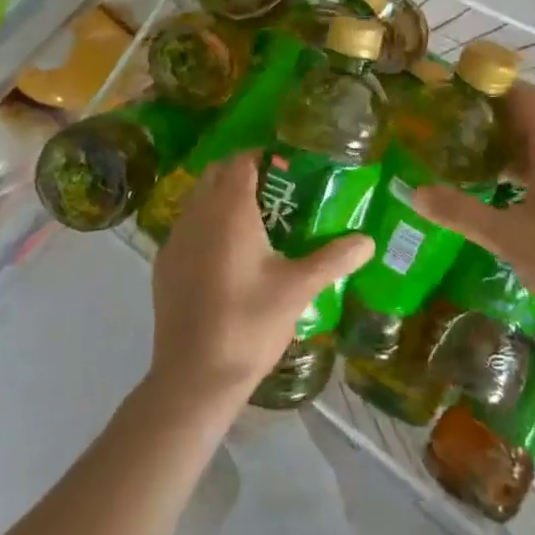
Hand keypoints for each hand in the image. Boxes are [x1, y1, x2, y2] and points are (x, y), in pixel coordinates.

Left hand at [147, 154, 371, 409]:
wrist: (193, 377)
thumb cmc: (249, 324)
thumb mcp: (299, 289)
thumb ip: (335, 258)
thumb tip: (369, 240)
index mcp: (229, 211)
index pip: (242, 161)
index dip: (265, 156)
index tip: (290, 167)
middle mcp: (197, 215)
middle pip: (217, 174)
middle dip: (244, 173)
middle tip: (278, 193)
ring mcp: (175, 239)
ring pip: (199, 199)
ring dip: (223, 198)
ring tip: (257, 223)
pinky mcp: (165, 265)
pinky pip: (188, 227)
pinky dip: (207, 225)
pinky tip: (229, 257)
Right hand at [412, 82, 534, 329]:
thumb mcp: (505, 236)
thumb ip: (461, 212)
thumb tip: (416, 192)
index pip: (528, 99)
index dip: (497, 88)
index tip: (461, 91)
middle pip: (533, 120)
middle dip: (496, 117)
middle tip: (456, 123)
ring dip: (508, 145)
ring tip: (470, 152)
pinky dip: (521, 170)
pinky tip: (498, 189)